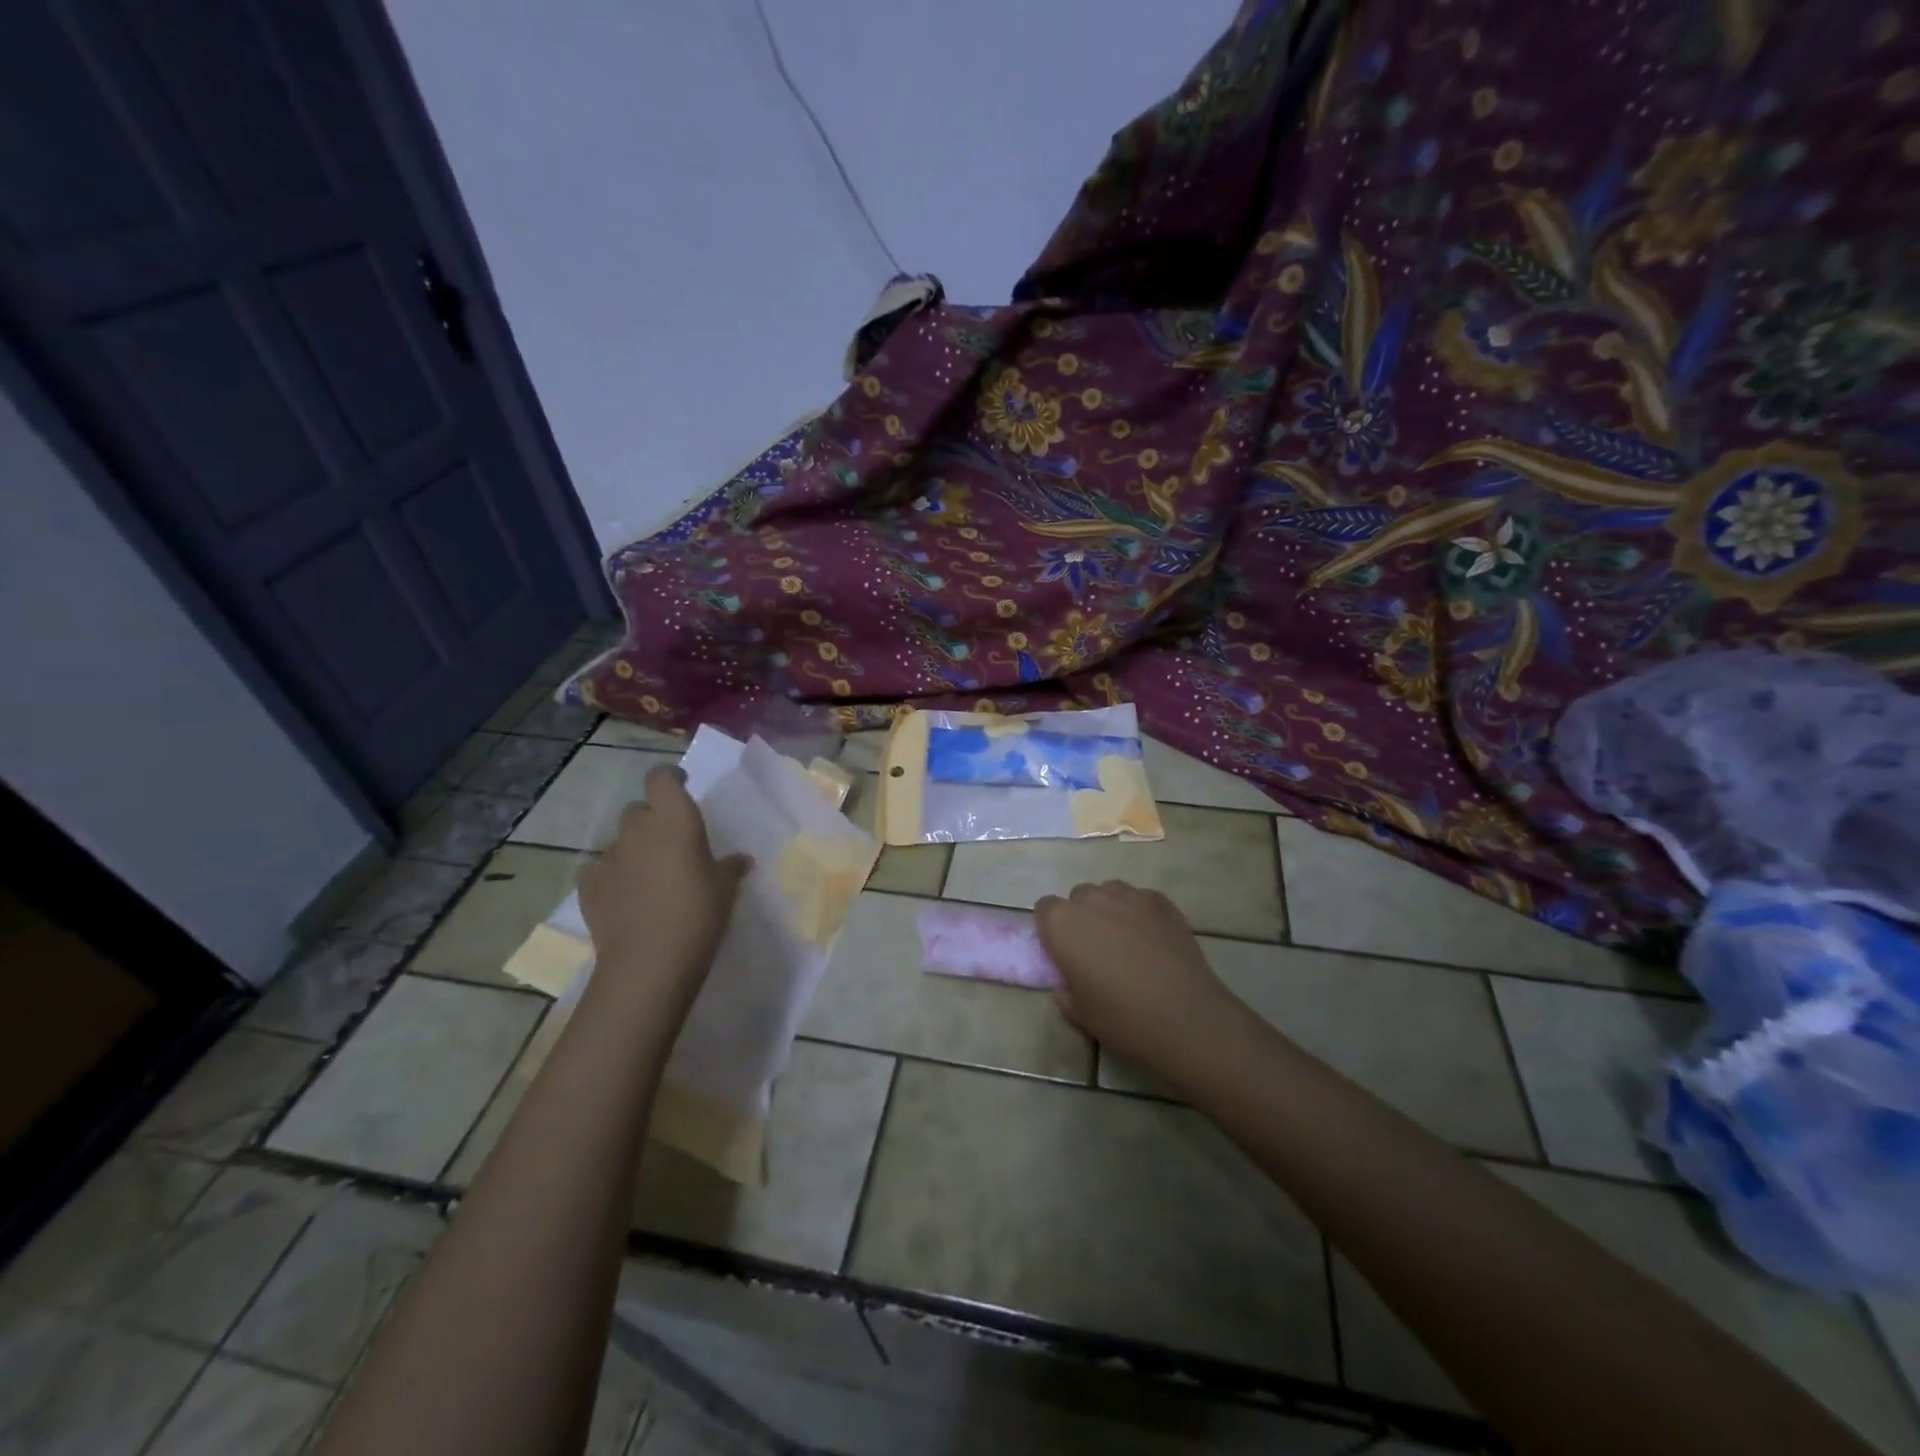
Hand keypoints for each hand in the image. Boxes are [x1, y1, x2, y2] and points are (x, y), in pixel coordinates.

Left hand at [577, 765, 750, 1004]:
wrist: (649, 961)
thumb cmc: (699, 913)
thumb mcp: (726, 888)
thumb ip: (731, 866)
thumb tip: (740, 860)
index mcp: (674, 818)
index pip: (661, 777)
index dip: (670, 777)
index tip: (682, 784)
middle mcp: (638, 829)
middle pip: (639, 809)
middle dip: (653, 819)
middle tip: (671, 842)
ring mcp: (609, 856)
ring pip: (620, 840)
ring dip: (634, 849)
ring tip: (649, 875)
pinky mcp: (589, 885)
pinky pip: (599, 869)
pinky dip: (612, 875)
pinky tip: (624, 894)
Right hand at [1034, 881, 1243, 1077]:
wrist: (1186, 1018)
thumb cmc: (1123, 1018)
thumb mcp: (1078, 1012)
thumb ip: (1063, 987)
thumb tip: (1067, 978)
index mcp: (1062, 924)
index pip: (1044, 909)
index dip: (1052, 929)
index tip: (1064, 952)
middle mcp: (1092, 901)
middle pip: (1078, 897)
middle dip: (1082, 916)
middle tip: (1096, 950)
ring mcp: (1129, 896)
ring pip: (1109, 892)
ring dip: (1109, 909)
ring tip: (1125, 941)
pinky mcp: (1161, 901)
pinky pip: (1139, 898)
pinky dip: (1139, 912)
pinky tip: (1152, 939)